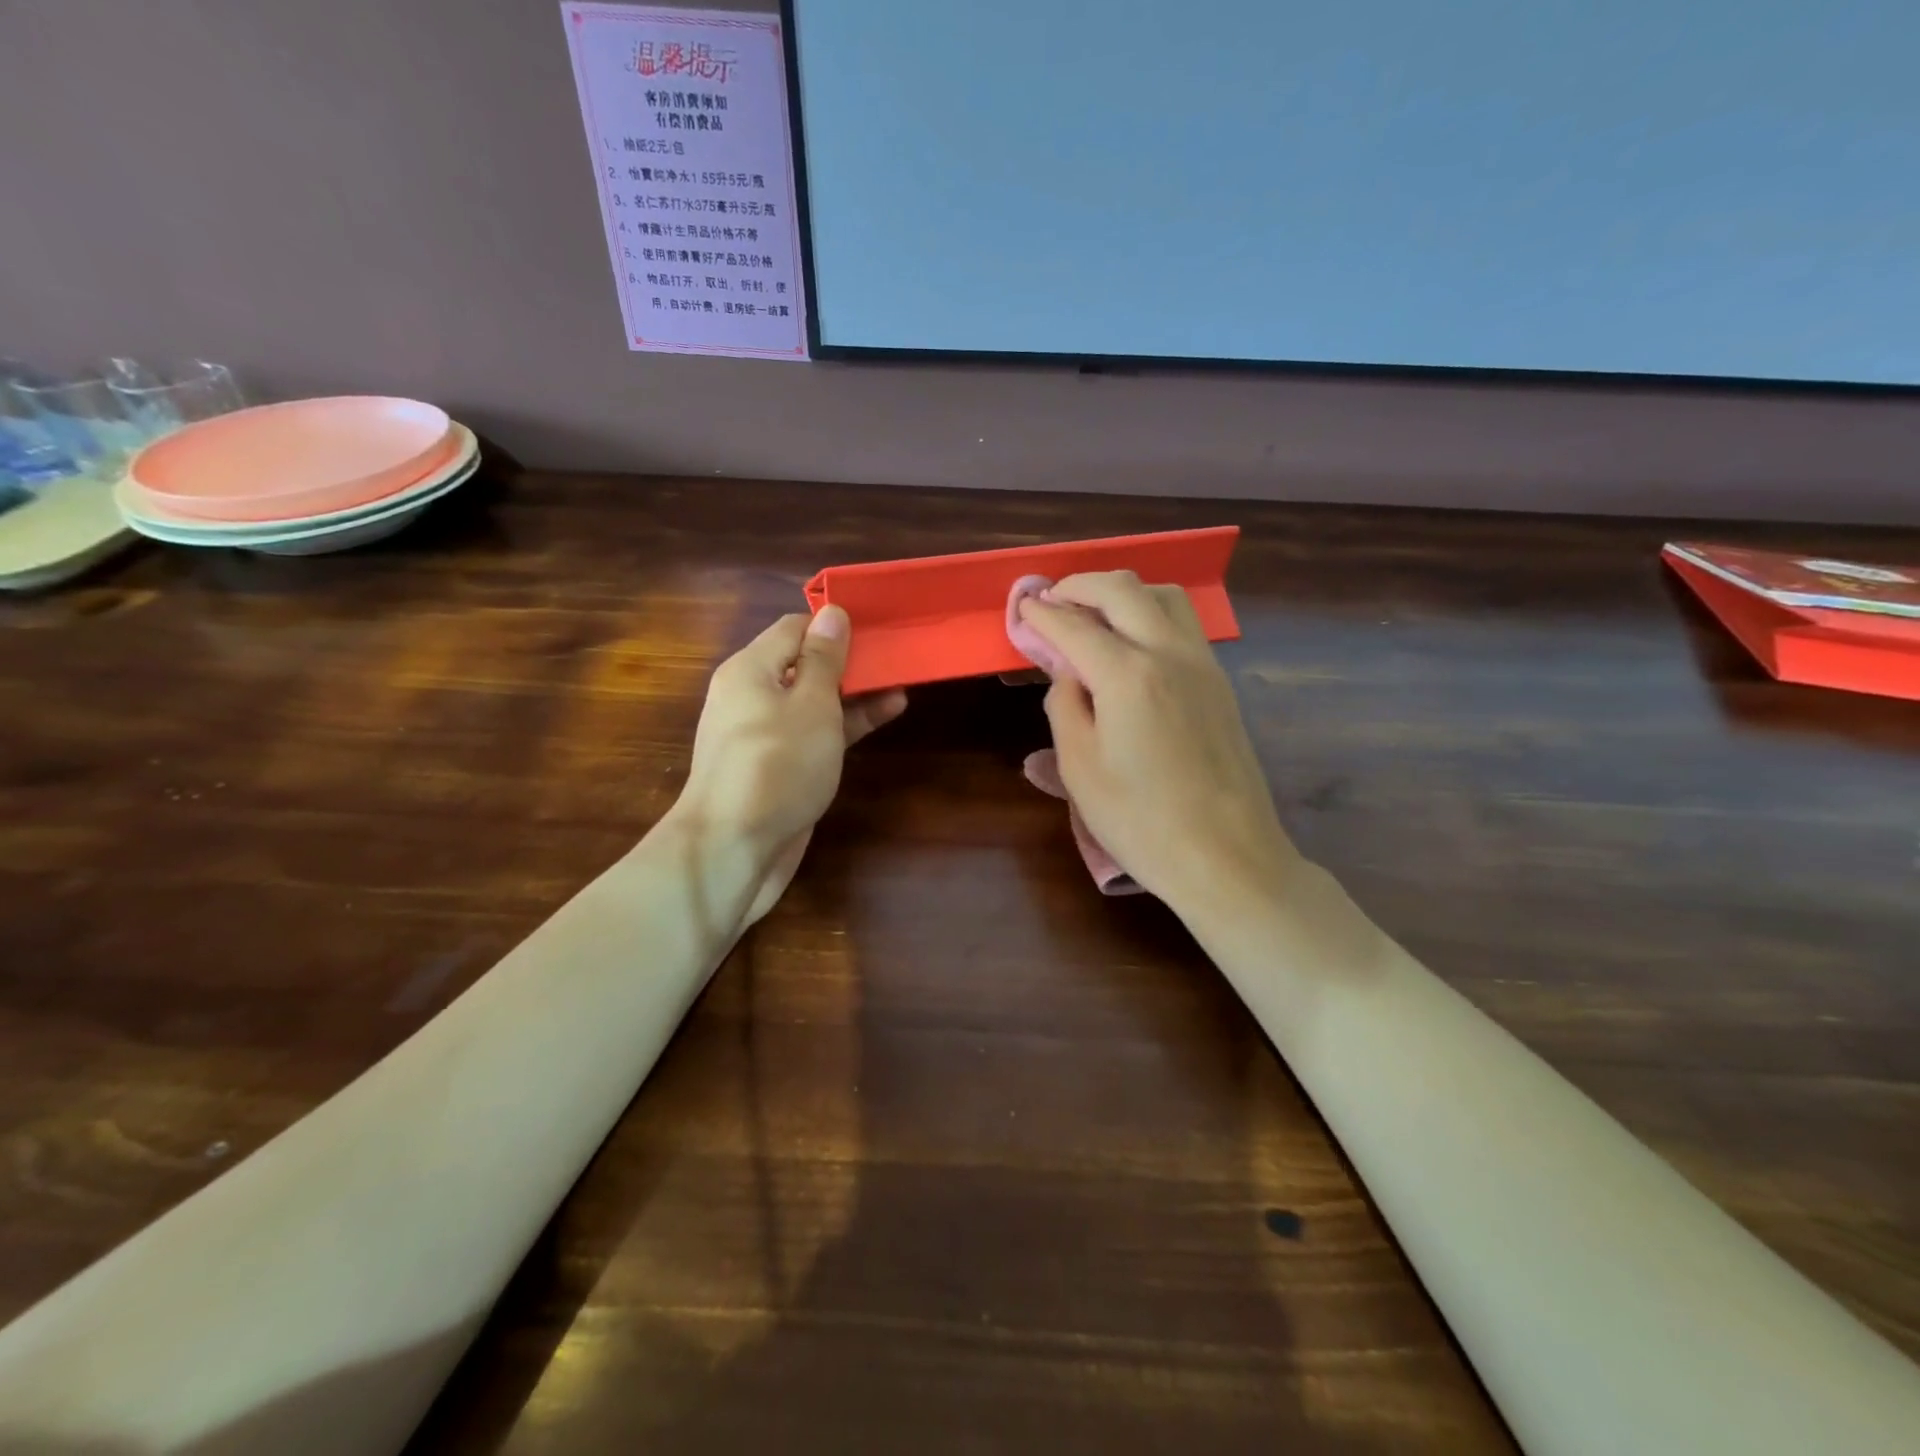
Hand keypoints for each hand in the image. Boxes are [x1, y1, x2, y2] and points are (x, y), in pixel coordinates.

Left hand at [673, 606, 905, 923]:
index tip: (877, 625)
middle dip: (849, 659)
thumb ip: (825, 658)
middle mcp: (752, 695)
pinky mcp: (778, 767)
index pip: (794, 627)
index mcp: (751, 669)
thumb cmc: (777, 764)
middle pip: (804, 664)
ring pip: (814, 701)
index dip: (834, 624)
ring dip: (854, 693)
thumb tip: (832, 612)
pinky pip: (814, 733)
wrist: (734, 847)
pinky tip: (884, 716)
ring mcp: (765, 734)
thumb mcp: (811, 704)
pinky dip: (845, 724)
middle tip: (897, 654)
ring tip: (901, 683)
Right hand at [1015, 572, 1297, 913]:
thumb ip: (1065, 707)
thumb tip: (1068, 672)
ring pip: (1163, 595)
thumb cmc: (1141, 821)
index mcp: (1128, 675)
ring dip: (1123, 591)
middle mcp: (1169, 654)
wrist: (1226, 856)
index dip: (1042, 613)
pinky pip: (1183, 622)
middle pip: (1123, 589)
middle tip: (1053, 599)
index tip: (1022, 607)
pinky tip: (1134, 640)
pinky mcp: (1219, 682)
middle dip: (1080, 584)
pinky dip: (1151, 611)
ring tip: (1095, 612)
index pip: (1074, 626)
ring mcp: (1202, 664)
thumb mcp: (1081, 769)